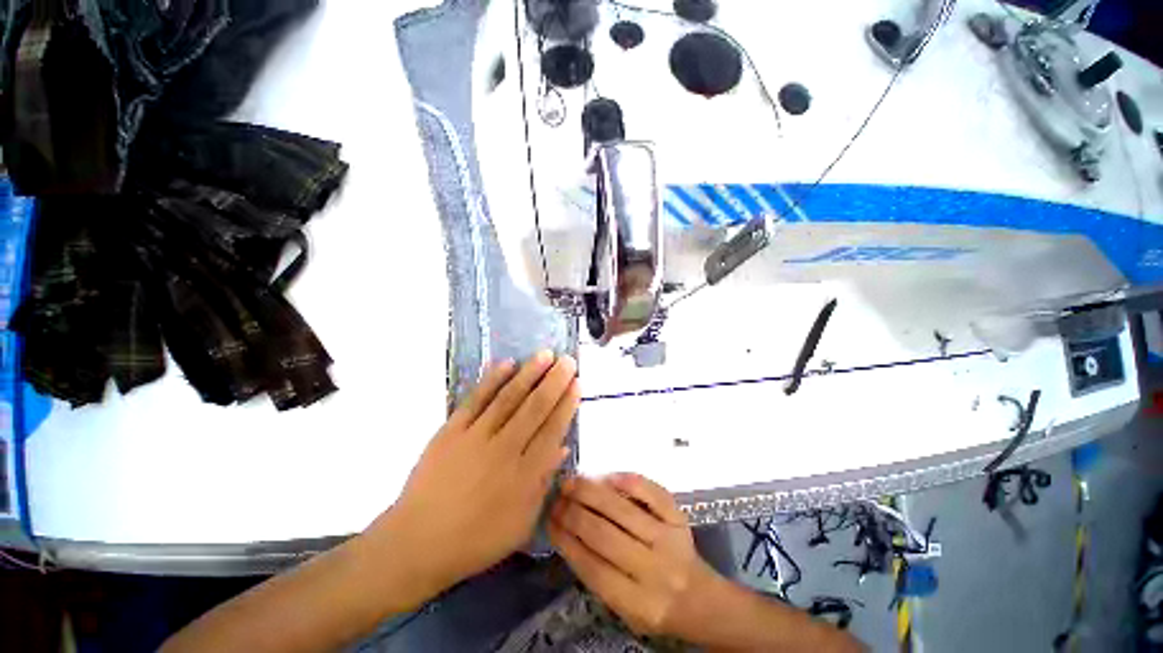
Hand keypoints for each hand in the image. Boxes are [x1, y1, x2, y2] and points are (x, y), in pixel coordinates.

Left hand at [369, 351, 579, 600]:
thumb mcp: (521, 523)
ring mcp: (476, 437)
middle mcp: (504, 450)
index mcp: (524, 475)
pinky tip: (507, 363)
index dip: (566, 405)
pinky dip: (491, 380)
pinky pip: (475, 399)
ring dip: (529, 374)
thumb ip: (543, 484)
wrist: (417, 544)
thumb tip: (561, 448)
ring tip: (545, 355)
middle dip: (555, 382)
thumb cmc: (475, 540)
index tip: (577, 384)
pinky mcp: (451, 430)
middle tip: (568, 361)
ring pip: (509, 398)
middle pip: (535, 408)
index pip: (552, 430)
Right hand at [548, 473, 721, 638]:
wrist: (699, 598)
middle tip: (557, 498)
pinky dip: (627, 481)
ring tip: (571, 483)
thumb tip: (565, 530)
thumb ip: (596, 574)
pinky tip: (606, 476)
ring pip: (622, 510)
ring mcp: (669, 539)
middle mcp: (654, 569)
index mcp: (637, 602)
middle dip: (574, 513)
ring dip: (591, 493)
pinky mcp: (679, 517)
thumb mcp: (623, 607)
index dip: (567, 540)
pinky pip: (651, 492)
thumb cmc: (653, 604)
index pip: (593, 567)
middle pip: (605, 535)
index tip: (550, 520)